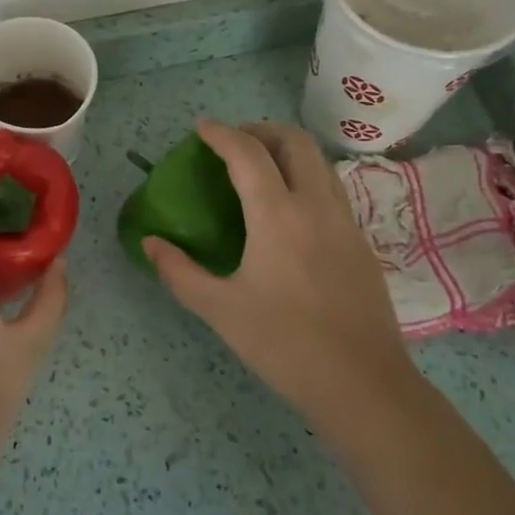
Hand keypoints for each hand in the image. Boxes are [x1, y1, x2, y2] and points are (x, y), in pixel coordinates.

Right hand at [142, 120, 414, 428]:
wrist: (364, 385)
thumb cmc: (284, 344)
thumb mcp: (220, 310)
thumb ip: (179, 271)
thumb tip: (150, 242)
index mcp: (278, 215)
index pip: (248, 153)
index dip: (221, 134)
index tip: (200, 128)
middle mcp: (316, 205)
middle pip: (295, 141)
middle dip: (261, 130)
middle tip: (233, 143)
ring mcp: (345, 222)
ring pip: (319, 162)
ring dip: (287, 150)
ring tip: (259, 168)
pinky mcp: (361, 243)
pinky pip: (331, 189)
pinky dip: (305, 177)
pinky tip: (288, 210)